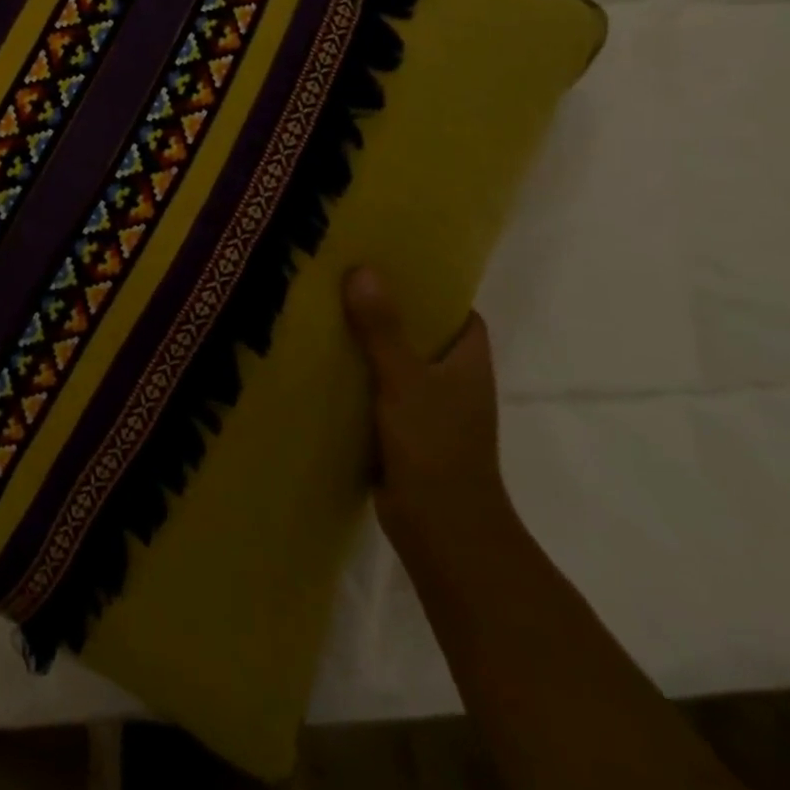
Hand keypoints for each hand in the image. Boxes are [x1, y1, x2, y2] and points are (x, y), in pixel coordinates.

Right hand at [344, 268, 511, 556]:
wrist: (442, 530)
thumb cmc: (435, 446)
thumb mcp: (405, 380)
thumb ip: (382, 328)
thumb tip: (362, 270)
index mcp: (467, 361)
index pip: (456, 310)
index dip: (429, 285)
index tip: (390, 260)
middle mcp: (452, 380)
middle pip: (420, 331)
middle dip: (387, 308)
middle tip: (343, 277)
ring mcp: (429, 407)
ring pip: (396, 361)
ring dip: (367, 342)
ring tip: (324, 309)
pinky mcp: (403, 430)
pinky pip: (378, 389)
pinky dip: (357, 375)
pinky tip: (322, 361)